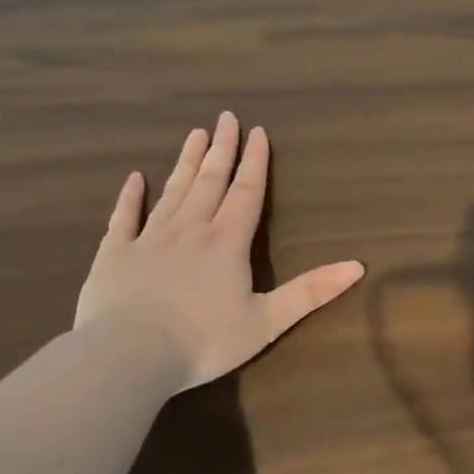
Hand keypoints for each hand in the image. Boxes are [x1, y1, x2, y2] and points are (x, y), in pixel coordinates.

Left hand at [75, 112, 364, 392]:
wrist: (128, 356)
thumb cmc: (203, 341)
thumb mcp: (267, 321)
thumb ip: (311, 292)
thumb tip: (358, 266)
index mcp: (227, 243)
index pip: (247, 192)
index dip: (255, 162)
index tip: (257, 131)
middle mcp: (190, 230)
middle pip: (210, 181)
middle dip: (221, 149)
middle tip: (225, 117)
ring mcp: (149, 239)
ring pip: (173, 191)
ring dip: (186, 162)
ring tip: (194, 134)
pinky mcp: (115, 254)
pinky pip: (124, 218)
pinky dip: (130, 197)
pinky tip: (134, 178)